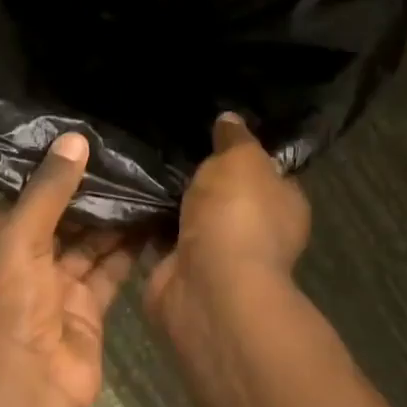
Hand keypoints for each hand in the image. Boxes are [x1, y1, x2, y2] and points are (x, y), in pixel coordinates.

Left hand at [0, 132, 139, 406]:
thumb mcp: (19, 239)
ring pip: (89, 244)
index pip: (25, 197)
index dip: (53, 171)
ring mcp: (58, 288)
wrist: (24, 391)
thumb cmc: (7, 307)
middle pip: (61, 219)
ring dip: (113, 218)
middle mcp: (25, 262)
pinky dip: (129, 249)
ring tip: (146, 179)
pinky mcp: (89, 310)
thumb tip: (74, 139)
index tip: (87, 138)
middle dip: (90, 193)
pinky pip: (110, 271)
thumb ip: (48, 191)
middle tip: (128, 155)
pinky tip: (154, 219)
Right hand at [146, 113, 309, 323]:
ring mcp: (215, 255)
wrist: (209, 286)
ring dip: (166, 201)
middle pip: (223, 196)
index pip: (267, 173)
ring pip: (187, 218)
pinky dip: (143, 225)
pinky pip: (158, 239)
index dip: (242, 154)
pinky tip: (122, 198)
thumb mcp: (242, 159)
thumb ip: (235, 139)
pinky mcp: (178, 271)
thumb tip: (230, 120)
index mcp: (284, 204)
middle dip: (197, 178)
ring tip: (136, 166)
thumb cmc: (238, 215)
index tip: (211, 133)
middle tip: (164, 146)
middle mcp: (254, 232)